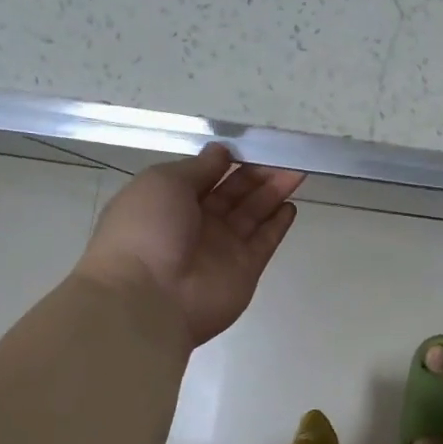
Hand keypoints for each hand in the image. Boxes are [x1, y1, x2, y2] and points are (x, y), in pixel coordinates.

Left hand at [77, 145, 304, 346]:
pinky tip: (290, 206)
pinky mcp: (245, 270)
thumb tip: (221, 152)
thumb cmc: (146, 230)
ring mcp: (222, 248)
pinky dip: (278, 225)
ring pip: (253, 214)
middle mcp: (196, 224)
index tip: (252, 145)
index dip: (227, 161)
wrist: (147, 298)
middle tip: (284, 156)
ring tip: (297, 172)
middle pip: (234, 193)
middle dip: (257, 173)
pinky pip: (264, 242)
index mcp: (169, 202)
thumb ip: (198, 168)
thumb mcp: (163, 183)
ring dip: (273, 192)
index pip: (205, 176)